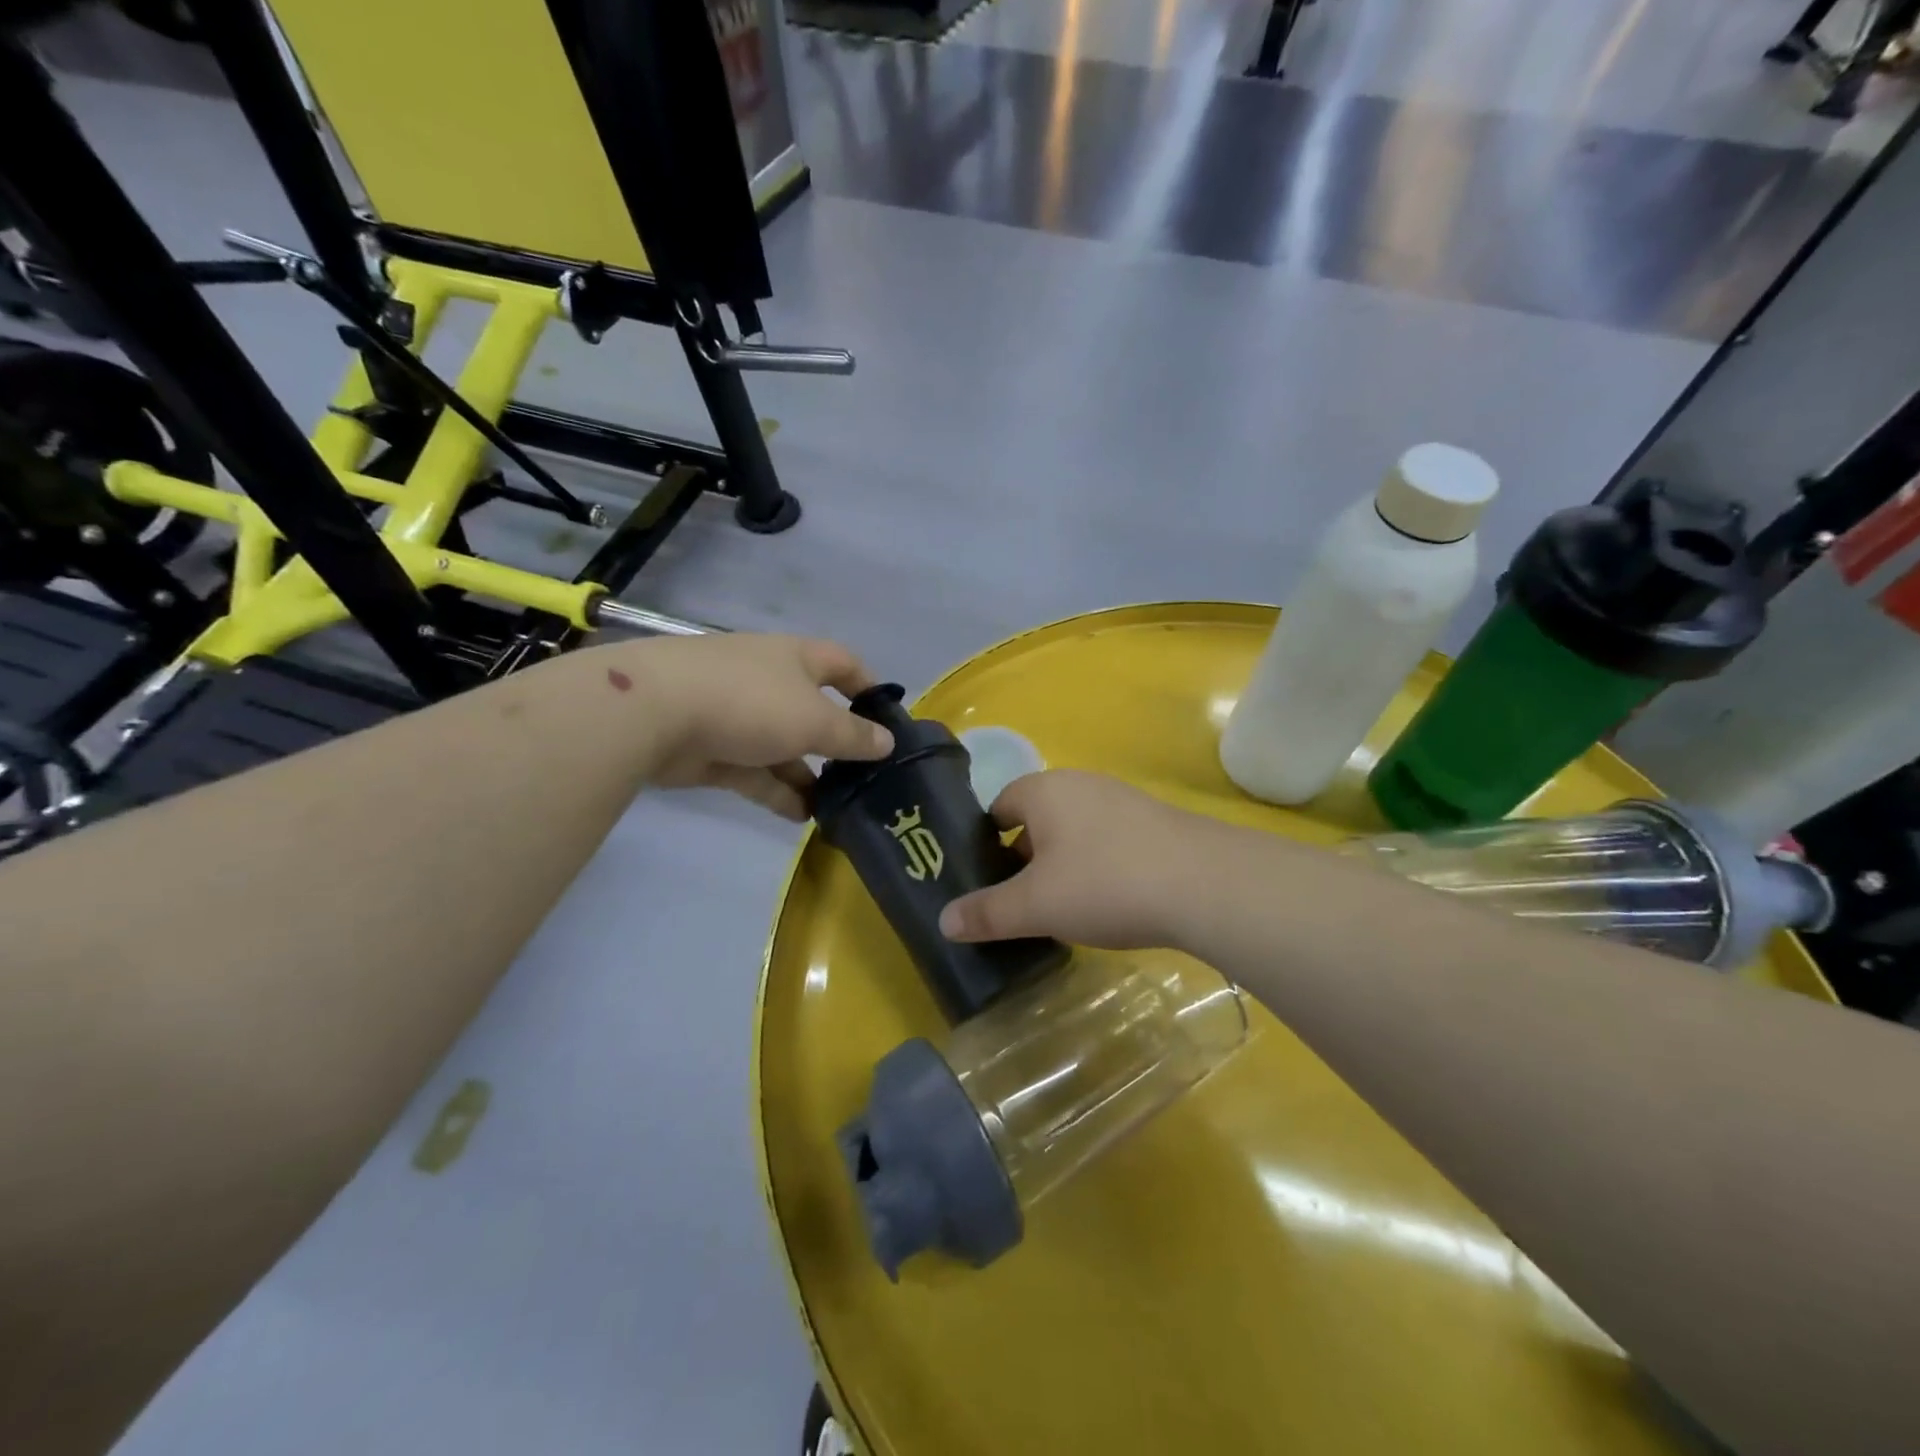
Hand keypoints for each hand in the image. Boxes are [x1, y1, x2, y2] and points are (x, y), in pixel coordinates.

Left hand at [630, 634, 893, 819]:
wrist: (653, 713)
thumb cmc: (750, 702)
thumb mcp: (814, 719)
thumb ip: (853, 735)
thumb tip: (887, 742)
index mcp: (795, 658)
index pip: (842, 664)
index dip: (868, 687)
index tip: (888, 720)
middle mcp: (768, 681)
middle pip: (813, 710)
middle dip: (837, 743)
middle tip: (864, 776)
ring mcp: (737, 716)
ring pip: (783, 747)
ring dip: (809, 775)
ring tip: (838, 806)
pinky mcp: (712, 750)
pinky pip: (755, 772)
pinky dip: (778, 791)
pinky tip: (801, 816)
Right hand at [938, 770, 1208, 950]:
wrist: (1204, 884)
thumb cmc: (1104, 884)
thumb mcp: (1035, 906)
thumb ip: (987, 913)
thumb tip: (944, 921)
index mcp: (1044, 791)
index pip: (999, 807)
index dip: (986, 844)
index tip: (987, 883)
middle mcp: (1081, 784)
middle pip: (1037, 819)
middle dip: (1024, 859)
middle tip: (1022, 903)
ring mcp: (1122, 800)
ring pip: (1074, 832)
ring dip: (1063, 865)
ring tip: (1065, 908)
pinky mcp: (1155, 822)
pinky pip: (1109, 841)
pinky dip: (1099, 866)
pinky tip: (1111, 901)